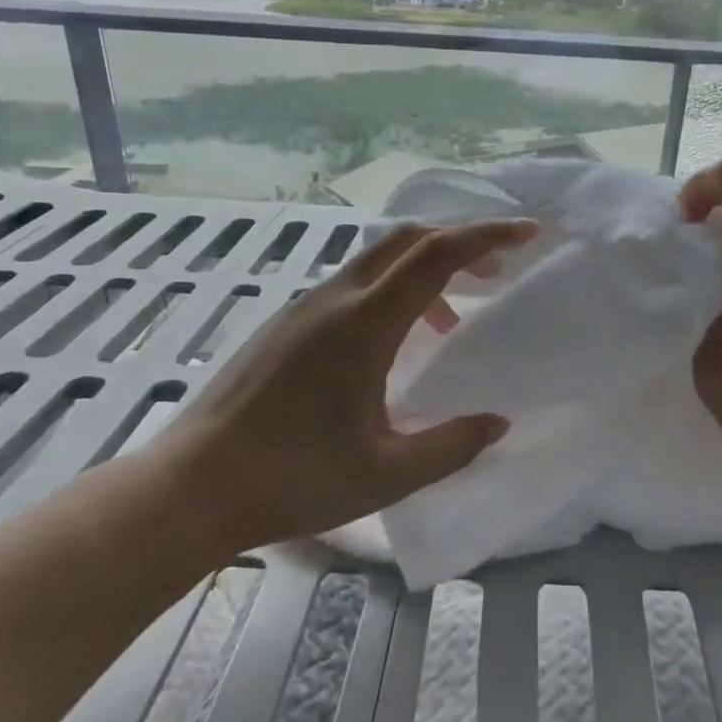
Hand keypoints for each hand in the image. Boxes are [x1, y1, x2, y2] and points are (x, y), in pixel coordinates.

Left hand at [144, 220, 536, 553]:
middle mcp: (334, 300)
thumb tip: (497, 422)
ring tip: (451, 322)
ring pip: (378, 260)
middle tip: (497, 275)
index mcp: (363, 325)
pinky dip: (392, 292)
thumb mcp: (385, 475)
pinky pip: (354, 285)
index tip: (528, 235)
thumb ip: (451, 446)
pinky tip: (395, 346)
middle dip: (460, 243)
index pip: (435, 255)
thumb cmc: (293, 480)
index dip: (487, 236)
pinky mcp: (287, 324)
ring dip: (425, 272)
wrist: (193, 486)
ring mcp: (305, 308)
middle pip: (406, 240)